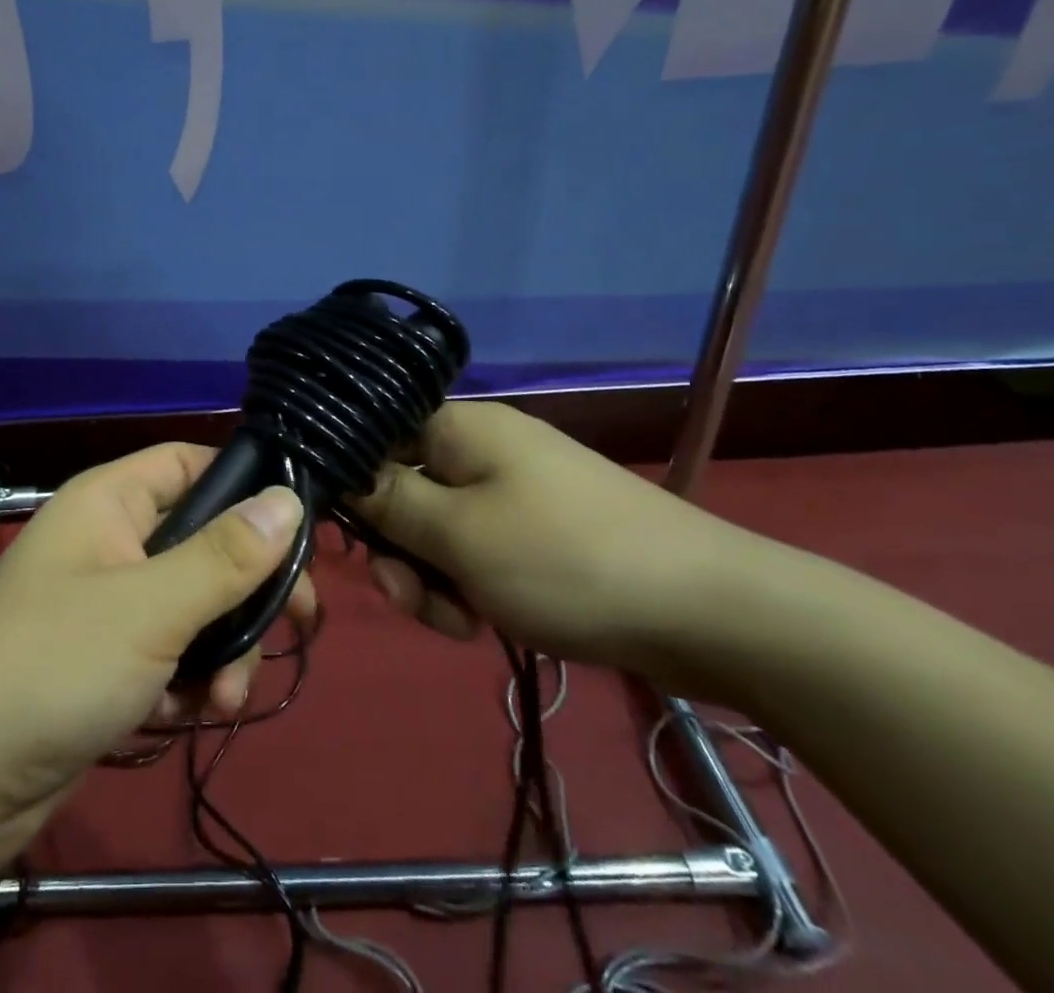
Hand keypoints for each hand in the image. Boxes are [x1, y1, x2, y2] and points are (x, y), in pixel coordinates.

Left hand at [0, 443, 315, 873]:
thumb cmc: (55, 663)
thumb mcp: (153, 606)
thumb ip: (226, 555)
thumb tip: (290, 499)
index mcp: (111, 502)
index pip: (190, 464)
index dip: (244, 487)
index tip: (298, 532)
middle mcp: (110, 543)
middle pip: (203, 542)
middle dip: (246, 590)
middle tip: (297, 627)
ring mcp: (107, 606)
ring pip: (193, 606)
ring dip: (222, 649)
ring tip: (225, 698)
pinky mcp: (105, 664)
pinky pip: (168, 654)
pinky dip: (187, 682)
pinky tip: (186, 716)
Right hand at [350, 401, 770, 686]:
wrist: (712, 614)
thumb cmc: (566, 561)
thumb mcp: (459, 535)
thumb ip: (389, 504)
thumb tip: (341, 474)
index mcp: (460, 428)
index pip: (377, 436)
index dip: (353, 482)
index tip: (349, 537)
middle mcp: (482, 450)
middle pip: (404, 491)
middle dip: (399, 550)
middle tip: (411, 597)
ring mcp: (513, 492)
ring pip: (439, 531)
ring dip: (433, 579)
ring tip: (459, 622)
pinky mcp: (538, 534)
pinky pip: (478, 554)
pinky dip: (470, 588)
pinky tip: (484, 624)